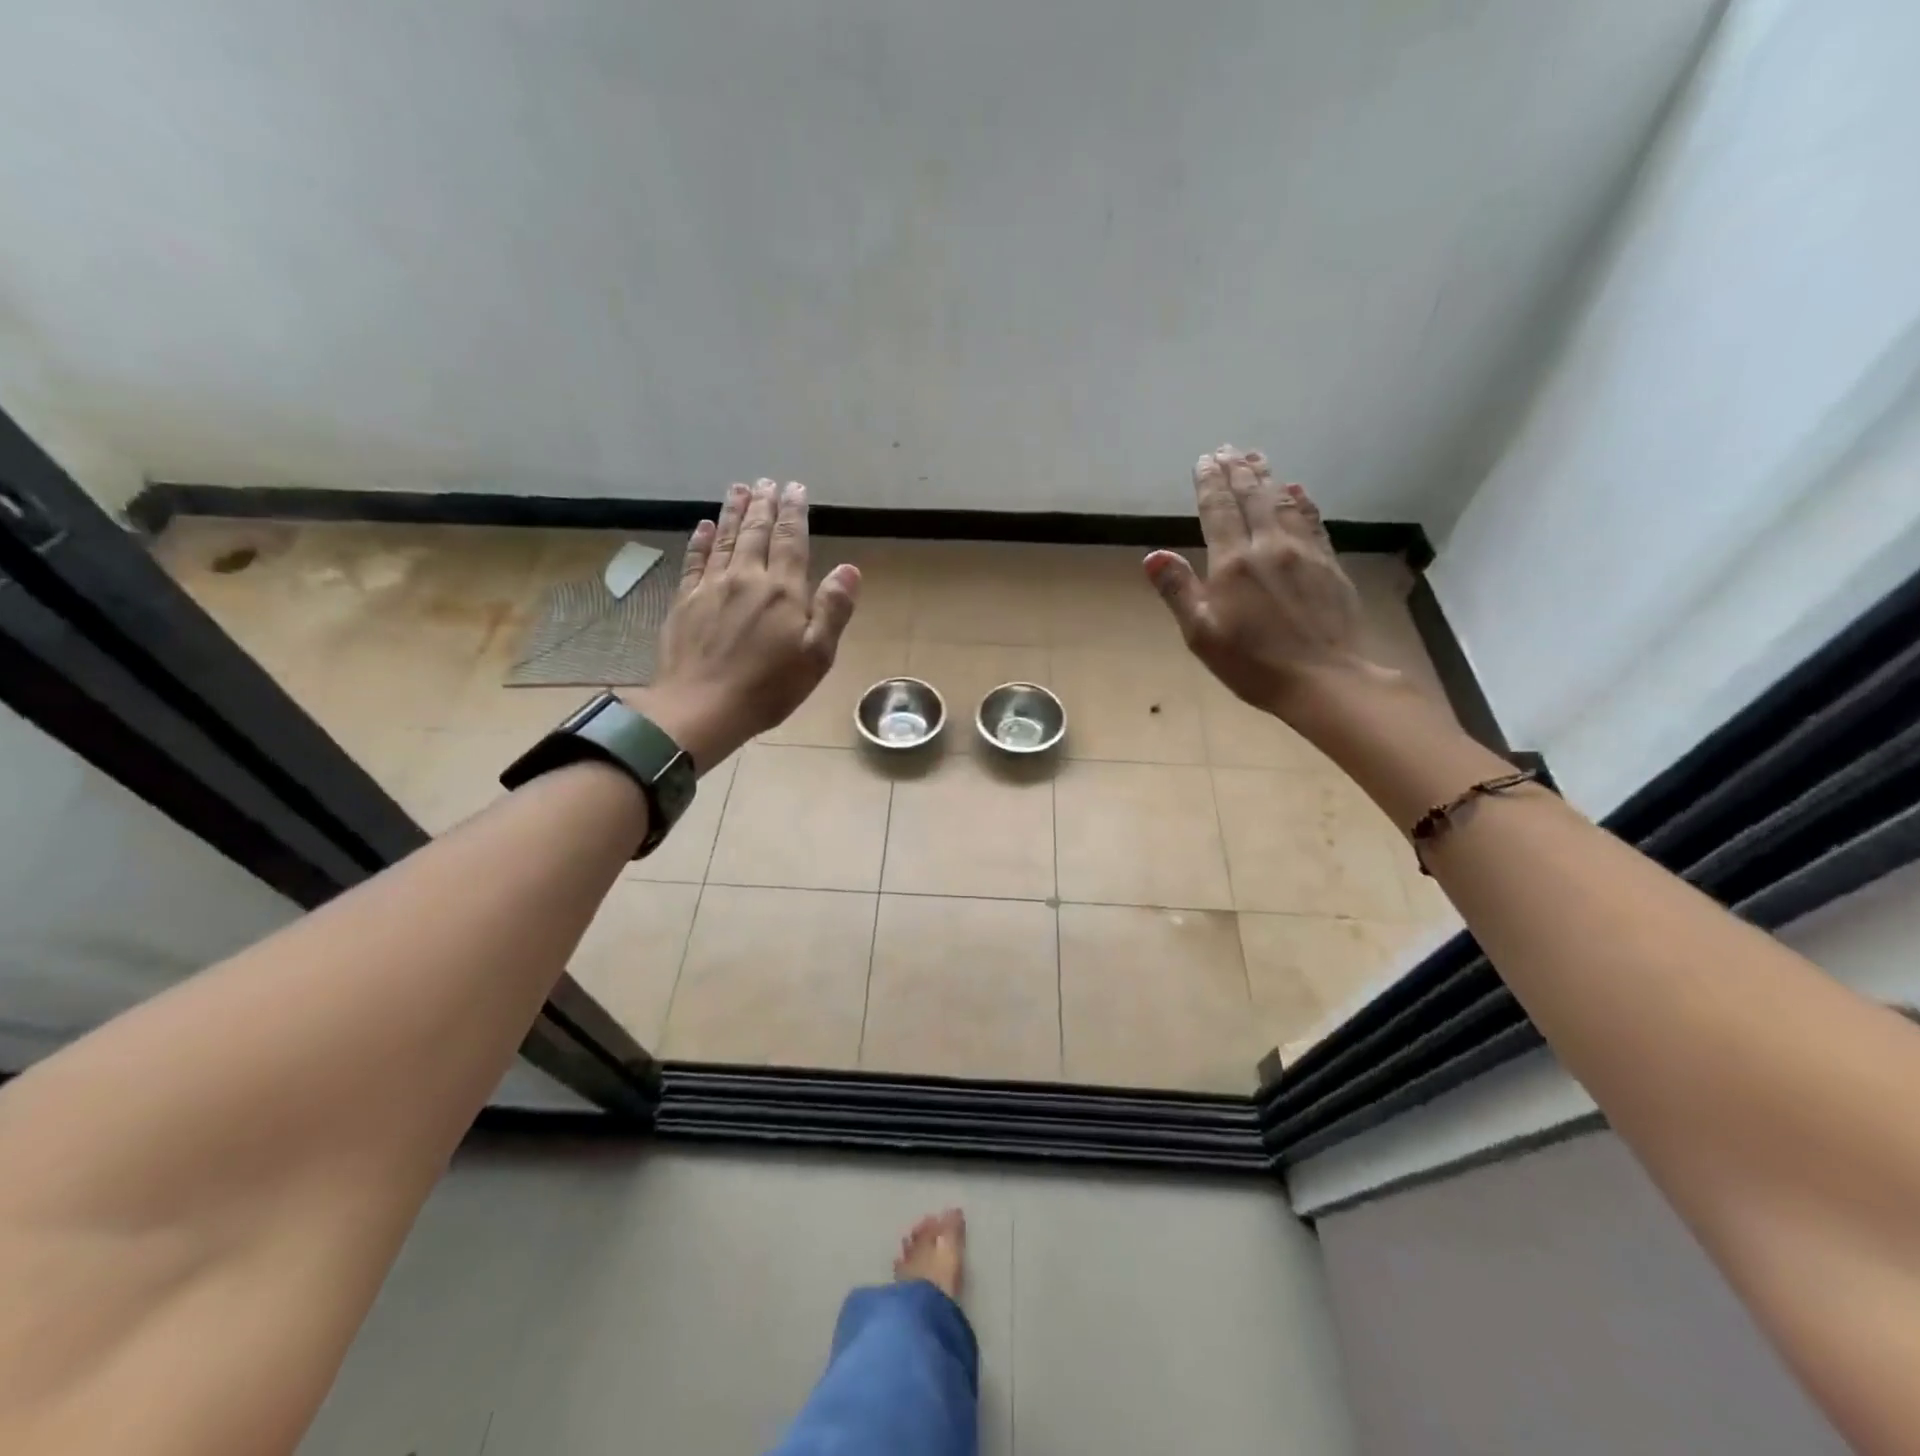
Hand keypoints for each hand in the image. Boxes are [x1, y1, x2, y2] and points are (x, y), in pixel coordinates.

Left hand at [627, 478, 859, 770]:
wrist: (701, 707)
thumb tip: (849, 569)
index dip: (794, 513)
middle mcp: (746, 578)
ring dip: (734, 512)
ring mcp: (711, 587)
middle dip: (764, 504)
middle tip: (768, 481)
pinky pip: (695, 560)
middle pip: (756, 533)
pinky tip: (704, 526)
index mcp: (782, 591)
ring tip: (740, 488)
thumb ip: (833, 610)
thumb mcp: (816, 656)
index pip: (791, 541)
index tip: (796, 488)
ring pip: (726, 539)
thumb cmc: (768, 688)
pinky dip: (701, 540)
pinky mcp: (685, 601)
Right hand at [1144, 446, 1376, 716]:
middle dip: (1237, 471)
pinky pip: (1313, 521)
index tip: (1204, 460)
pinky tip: (1297, 490)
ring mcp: (1304, 553)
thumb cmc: (1252, 663)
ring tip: (1257, 458)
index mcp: (1233, 563)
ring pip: (1283, 503)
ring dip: (1267, 478)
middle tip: (1228, 449)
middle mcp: (1269, 547)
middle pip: (1252, 498)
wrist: (1324, 679)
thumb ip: (1178, 591)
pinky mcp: (1329, 565)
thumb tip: (1153, 555)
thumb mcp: (1202, 634)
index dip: (1209, 484)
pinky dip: (1301, 500)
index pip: (1218, 511)